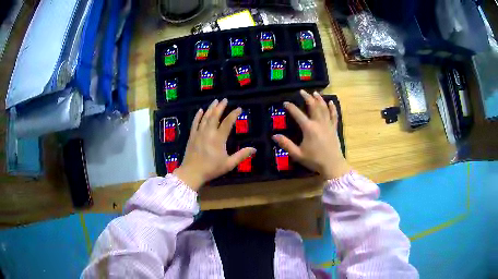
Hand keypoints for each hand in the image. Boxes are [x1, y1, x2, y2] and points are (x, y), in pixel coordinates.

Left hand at [173, 99, 255, 190]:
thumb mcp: (229, 164)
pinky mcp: (192, 136)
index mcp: (218, 138)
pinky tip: (200, 110)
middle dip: (220, 107)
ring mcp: (199, 133)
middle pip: (215, 116)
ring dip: (211, 108)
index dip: (233, 114)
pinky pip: (195, 123)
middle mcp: (208, 132)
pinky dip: (198, 116)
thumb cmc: (211, 169)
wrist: (192, 173)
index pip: (227, 122)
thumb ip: (241, 155)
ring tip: (215, 101)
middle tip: (225, 99)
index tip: (239, 108)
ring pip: (205, 117)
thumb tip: (254, 149)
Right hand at [273, 90, 349, 179]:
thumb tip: (274, 136)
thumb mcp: (297, 154)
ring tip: (315, 92)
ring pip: (324, 108)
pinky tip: (331, 102)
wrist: (332, 165)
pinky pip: (334, 115)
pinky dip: (332, 108)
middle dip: (307, 97)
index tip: (285, 102)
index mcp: (309, 128)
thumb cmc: (314, 160)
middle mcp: (319, 123)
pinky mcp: (334, 128)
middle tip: (302, 91)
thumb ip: (286, 144)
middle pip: (313, 106)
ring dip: (319, 99)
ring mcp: (328, 125)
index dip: (291, 107)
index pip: (298, 114)